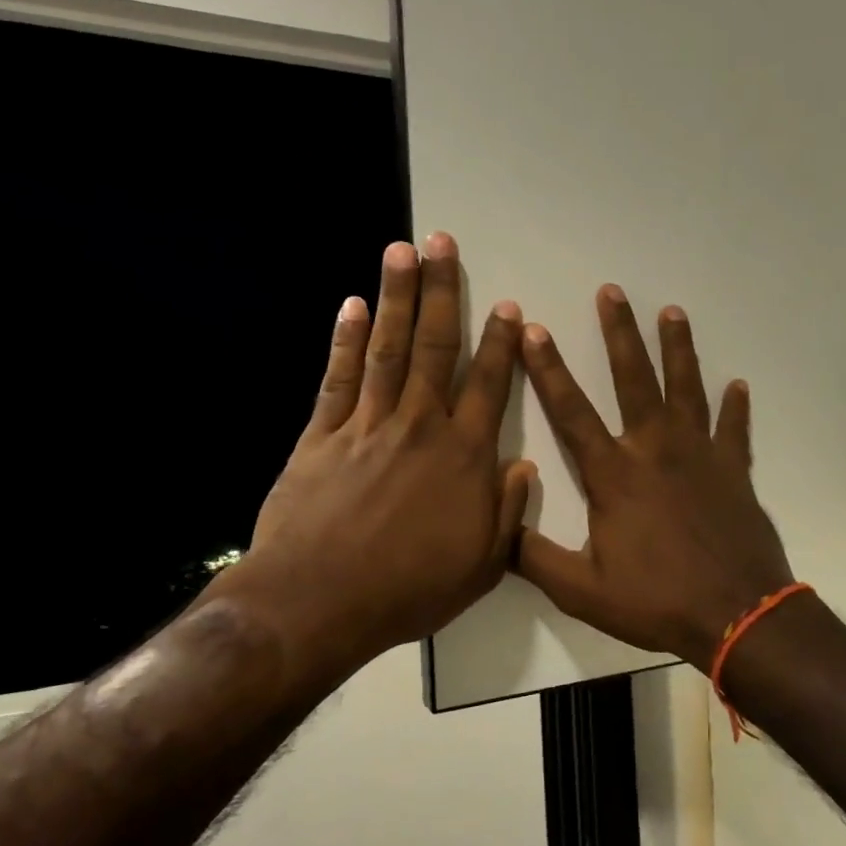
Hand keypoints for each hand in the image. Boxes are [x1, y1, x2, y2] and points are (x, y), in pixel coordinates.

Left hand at [205, 234, 533, 680]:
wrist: (320, 602)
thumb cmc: (410, 588)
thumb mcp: (481, 565)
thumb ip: (507, 512)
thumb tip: (525, 467)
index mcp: (463, 457)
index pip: (488, 386)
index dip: (501, 344)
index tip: (508, 307)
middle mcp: (419, 426)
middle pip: (436, 348)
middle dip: (442, 291)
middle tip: (443, 243)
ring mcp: (367, 425)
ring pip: (389, 349)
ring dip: (397, 297)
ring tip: (400, 250)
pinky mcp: (322, 436)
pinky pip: (338, 378)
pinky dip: (346, 340)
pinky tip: (352, 306)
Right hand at [515, 286, 793, 669]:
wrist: (737, 615)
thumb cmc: (656, 601)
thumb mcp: (582, 590)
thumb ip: (535, 558)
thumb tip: (497, 529)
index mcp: (614, 475)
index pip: (572, 412)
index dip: (548, 370)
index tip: (535, 330)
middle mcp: (655, 450)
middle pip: (634, 379)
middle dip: (619, 333)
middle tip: (612, 292)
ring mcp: (700, 455)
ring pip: (687, 389)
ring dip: (679, 348)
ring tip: (673, 312)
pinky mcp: (735, 470)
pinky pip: (735, 430)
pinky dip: (736, 407)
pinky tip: (738, 385)